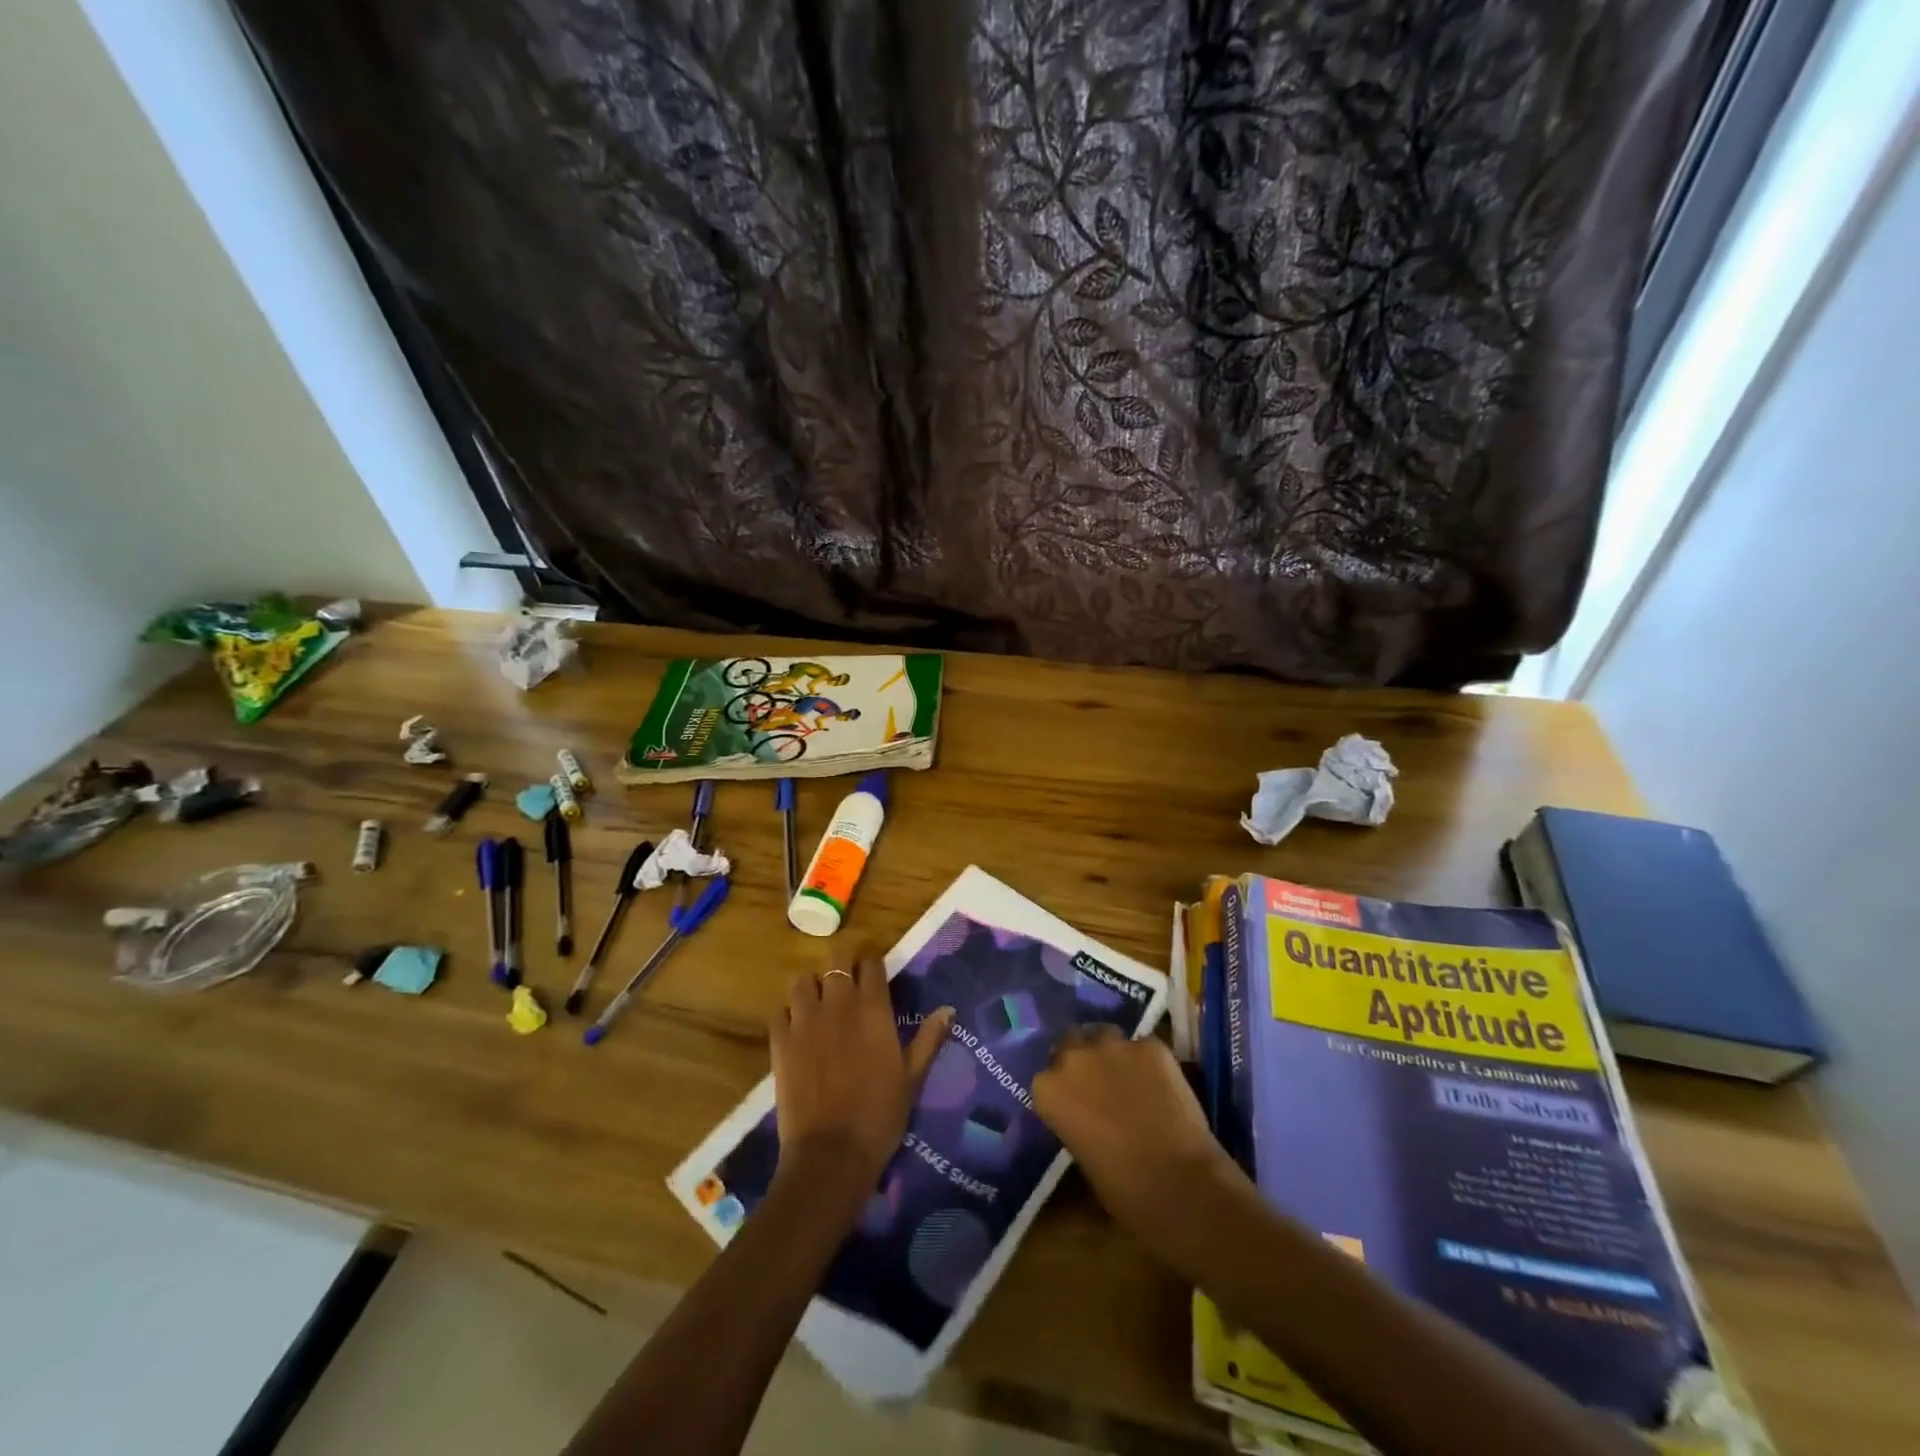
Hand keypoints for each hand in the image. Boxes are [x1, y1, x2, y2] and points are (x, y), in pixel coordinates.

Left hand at [769, 954, 952, 1201]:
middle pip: (836, 958)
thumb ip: (929, 1038)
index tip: (875, 978)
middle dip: (842, 965)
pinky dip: (787, 1014)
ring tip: (817, 1004)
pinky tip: (795, 1030)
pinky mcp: (780, 1040)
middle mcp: (839, 1003)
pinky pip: (779, 1011)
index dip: (873, 966)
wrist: (831, 1153)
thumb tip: (948, 1009)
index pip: (872, 964)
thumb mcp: (912, 1077)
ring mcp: (805, 1020)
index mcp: (873, 1008)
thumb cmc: (880, 1115)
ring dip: (811, 986)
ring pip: (802, 979)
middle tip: (846, 985)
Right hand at [1033, 1028, 1241, 1245]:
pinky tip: (1161, 1083)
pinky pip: (1143, 1046)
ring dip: (1111, 1052)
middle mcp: (1075, 1058)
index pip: (1047, 1077)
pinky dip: (1148, 1061)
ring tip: (1129, 1076)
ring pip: (1105, 1036)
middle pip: (1071, 1043)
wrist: (1180, 1184)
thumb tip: (1085, 1117)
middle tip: (1099, 1082)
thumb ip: (1074, 1123)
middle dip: (1082, 1058)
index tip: (1075, 1101)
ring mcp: (1114, 1046)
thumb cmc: (1124, 1190)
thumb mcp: (1082, 1158)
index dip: (1063, 1088)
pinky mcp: (1151, 1045)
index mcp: (1049, 1090)